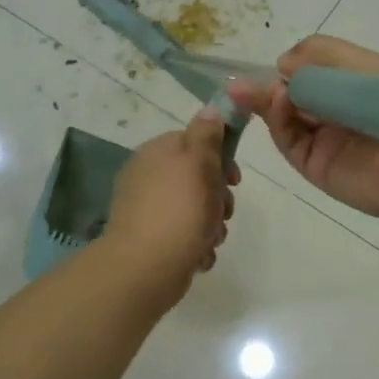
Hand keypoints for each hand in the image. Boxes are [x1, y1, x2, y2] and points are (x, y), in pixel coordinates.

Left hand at [101, 105, 238, 296]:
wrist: (144, 269)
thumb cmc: (177, 211)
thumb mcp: (198, 163)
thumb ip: (206, 135)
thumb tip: (210, 108)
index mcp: (157, 153)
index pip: (195, 142)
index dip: (221, 158)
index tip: (234, 179)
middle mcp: (149, 178)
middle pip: (198, 178)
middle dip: (218, 198)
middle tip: (222, 211)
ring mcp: (149, 210)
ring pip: (196, 209)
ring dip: (212, 225)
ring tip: (210, 238)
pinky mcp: (152, 240)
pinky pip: (185, 235)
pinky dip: (196, 245)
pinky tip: (198, 255)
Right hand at [234, 36, 378, 221]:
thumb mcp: (359, 63)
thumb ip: (318, 55)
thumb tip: (281, 65)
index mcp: (354, 85)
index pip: (312, 73)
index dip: (290, 68)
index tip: (273, 64)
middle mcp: (338, 112)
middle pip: (293, 96)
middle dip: (268, 86)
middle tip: (241, 82)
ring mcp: (326, 140)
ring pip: (285, 118)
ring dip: (265, 101)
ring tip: (245, 90)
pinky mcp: (316, 165)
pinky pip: (290, 141)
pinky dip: (278, 120)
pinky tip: (278, 102)